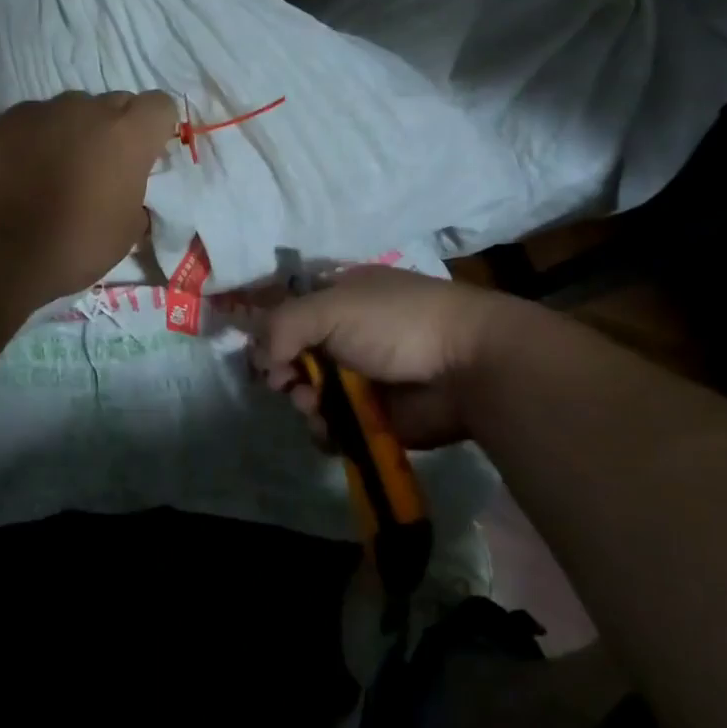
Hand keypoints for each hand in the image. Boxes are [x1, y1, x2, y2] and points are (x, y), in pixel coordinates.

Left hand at [0, 90, 177, 302]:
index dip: (155, 128)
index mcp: (128, 135)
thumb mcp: (128, 230)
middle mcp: (89, 110)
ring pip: (71, 110)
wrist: (1, 251)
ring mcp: (44, 110)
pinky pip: (33, 119)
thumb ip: (135, 194)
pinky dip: (36, 138)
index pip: (160, 105)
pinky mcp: (6, 119)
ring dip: (73, 132)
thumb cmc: (77, 244)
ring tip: (56, 169)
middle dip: (114, 129)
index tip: (146, 154)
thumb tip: (126, 189)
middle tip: (101, 167)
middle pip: (115, 103)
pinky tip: (24, 170)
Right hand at [252, 265, 522, 448]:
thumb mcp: (330, 308)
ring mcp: (359, 377)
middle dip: (283, 372)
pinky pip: (331, 427)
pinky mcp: (372, 416)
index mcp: (338, 296)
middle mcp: (344, 334)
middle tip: (287, 382)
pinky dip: (324, 430)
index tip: (262, 353)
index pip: (286, 312)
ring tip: (315, 405)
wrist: (468, 366)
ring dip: (303, 402)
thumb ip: (281, 325)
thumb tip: (258, 358)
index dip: (268, 333)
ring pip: (307, 395)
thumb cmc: (397, 322)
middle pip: (291, 357)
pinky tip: (331, 429)